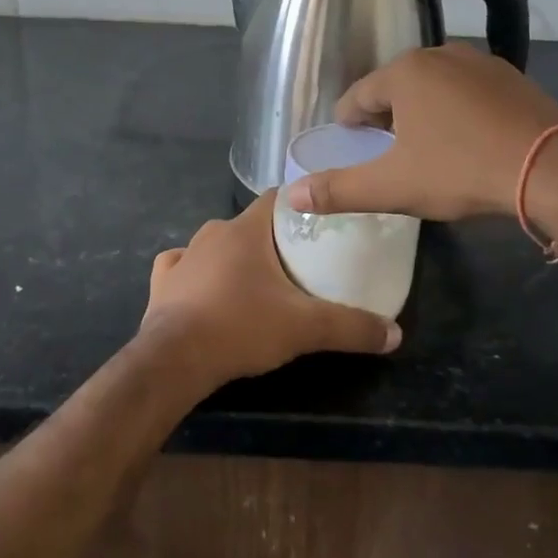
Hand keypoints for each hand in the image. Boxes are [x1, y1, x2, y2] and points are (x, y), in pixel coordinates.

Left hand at [140, 192, 400, 389]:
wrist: (175, 360)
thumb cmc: (241, 327)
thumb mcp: (305, 328)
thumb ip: (351, 327)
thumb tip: (395, 334)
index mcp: (245, 230)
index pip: (278, 198)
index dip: (300, 206)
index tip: (321, 224)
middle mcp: (211, 233)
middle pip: (250, 225)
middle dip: (272, 238)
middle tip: (298, 261)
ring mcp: (183, 257)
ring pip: (216, 245)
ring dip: (235, 256)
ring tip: (257, 281)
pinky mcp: (162, 283)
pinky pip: (181, 267)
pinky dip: (196, 273)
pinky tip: (205, 288)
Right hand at [283, 45, 557, 220]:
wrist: (551, 168)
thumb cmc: (460, 170)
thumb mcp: (393, 186)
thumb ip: (339, 190)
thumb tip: (291, 195)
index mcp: (404, 72)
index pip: (358, 97)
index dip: (350, 126)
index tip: (353, 149)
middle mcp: (439, 54)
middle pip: (395, 87)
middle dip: (386, 118)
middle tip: (388, 154)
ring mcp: (480, 62)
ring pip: (433, 86)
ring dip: (422, 112)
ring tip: (427, 148)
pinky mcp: (512, 76)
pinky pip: (467, 91)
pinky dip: (457, 110)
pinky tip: (467, 140)